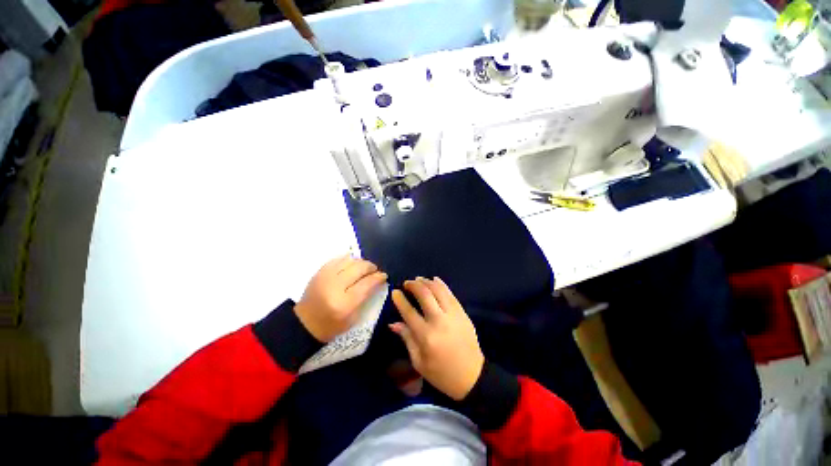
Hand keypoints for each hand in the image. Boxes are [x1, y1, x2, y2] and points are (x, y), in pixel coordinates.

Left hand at [295, 255, 386, 341]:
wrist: (305, 322)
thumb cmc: (332, 325)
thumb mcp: (354, 317)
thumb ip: (366, 297)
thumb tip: (377, 280)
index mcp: (345, 303)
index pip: (367, 283)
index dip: (378, 277)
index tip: (383, 275)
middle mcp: (335, 286)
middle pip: (360, 267)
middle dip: (371, 267)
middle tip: (375, 271)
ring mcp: (326, 276)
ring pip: (350, 260)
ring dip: (361, 262)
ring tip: (364, 268)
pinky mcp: (320, 271)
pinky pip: (339, 258)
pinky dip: (349, 259)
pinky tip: (352, 264)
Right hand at [390, 277, 484, 400]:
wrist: (472, 376)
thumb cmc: (441, 373)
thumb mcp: (419, 362)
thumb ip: (407, 338)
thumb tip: (393, 323)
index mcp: (426, 336)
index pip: (409, 312)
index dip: (400, 300)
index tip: (395, 292)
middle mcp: (439, 321)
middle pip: (425, 295)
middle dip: (414, 285)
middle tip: (407, 283)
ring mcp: (453, 315)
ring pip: (439, 290)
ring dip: (427, 282)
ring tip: (419, 279)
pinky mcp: (462, 313)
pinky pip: (451, 294)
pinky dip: (442, 284)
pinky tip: (435, 279)